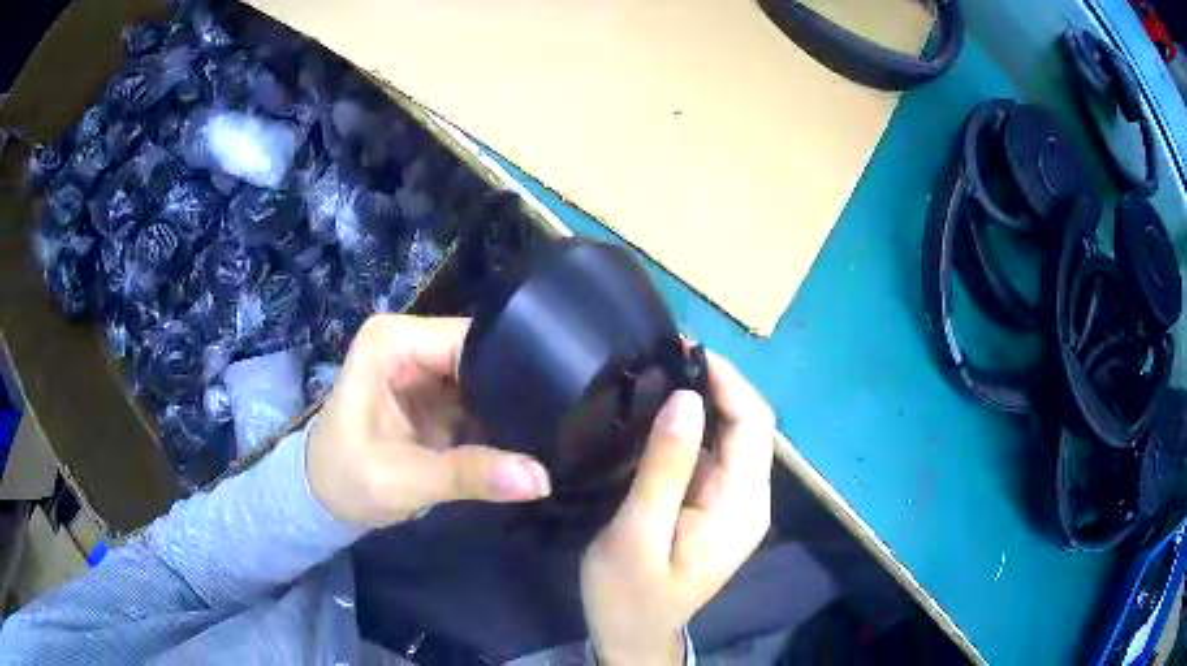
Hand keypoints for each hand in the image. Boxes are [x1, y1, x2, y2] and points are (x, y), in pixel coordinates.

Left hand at [306, 315, 551, 527]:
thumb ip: (469, 475)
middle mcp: (409, 341)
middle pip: (482, 354)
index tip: (554, 404)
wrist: (321, 500)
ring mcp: (422, 366)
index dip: (512, 369)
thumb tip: (541, 479)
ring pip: (485, 376)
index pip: (469, 340)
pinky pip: (478, 396)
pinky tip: (527, 438)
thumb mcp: (403, 480)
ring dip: (510, 406)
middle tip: (559, 425)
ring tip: (550, 433)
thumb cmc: (346, 480)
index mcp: (391, 341)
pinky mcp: (432, 393)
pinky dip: (498, 419)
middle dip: (515, 389)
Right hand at [581, 351, 774, 665]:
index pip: (753, 424)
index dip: (728, 380)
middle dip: (716, 384)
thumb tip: (687, 398)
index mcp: (742, 505)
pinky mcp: (716, 507)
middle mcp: (750, 498)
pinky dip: (693, 427)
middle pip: (748, 425)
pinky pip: (713, 454)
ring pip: (731, 436)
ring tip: (660, 373)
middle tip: (666, 354)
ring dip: (704, 401)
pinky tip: (661, 414)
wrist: (633, 635)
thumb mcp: (638, 534)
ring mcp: (735, 502)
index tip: (686, 348)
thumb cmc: (630, 594)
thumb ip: (665, 469)